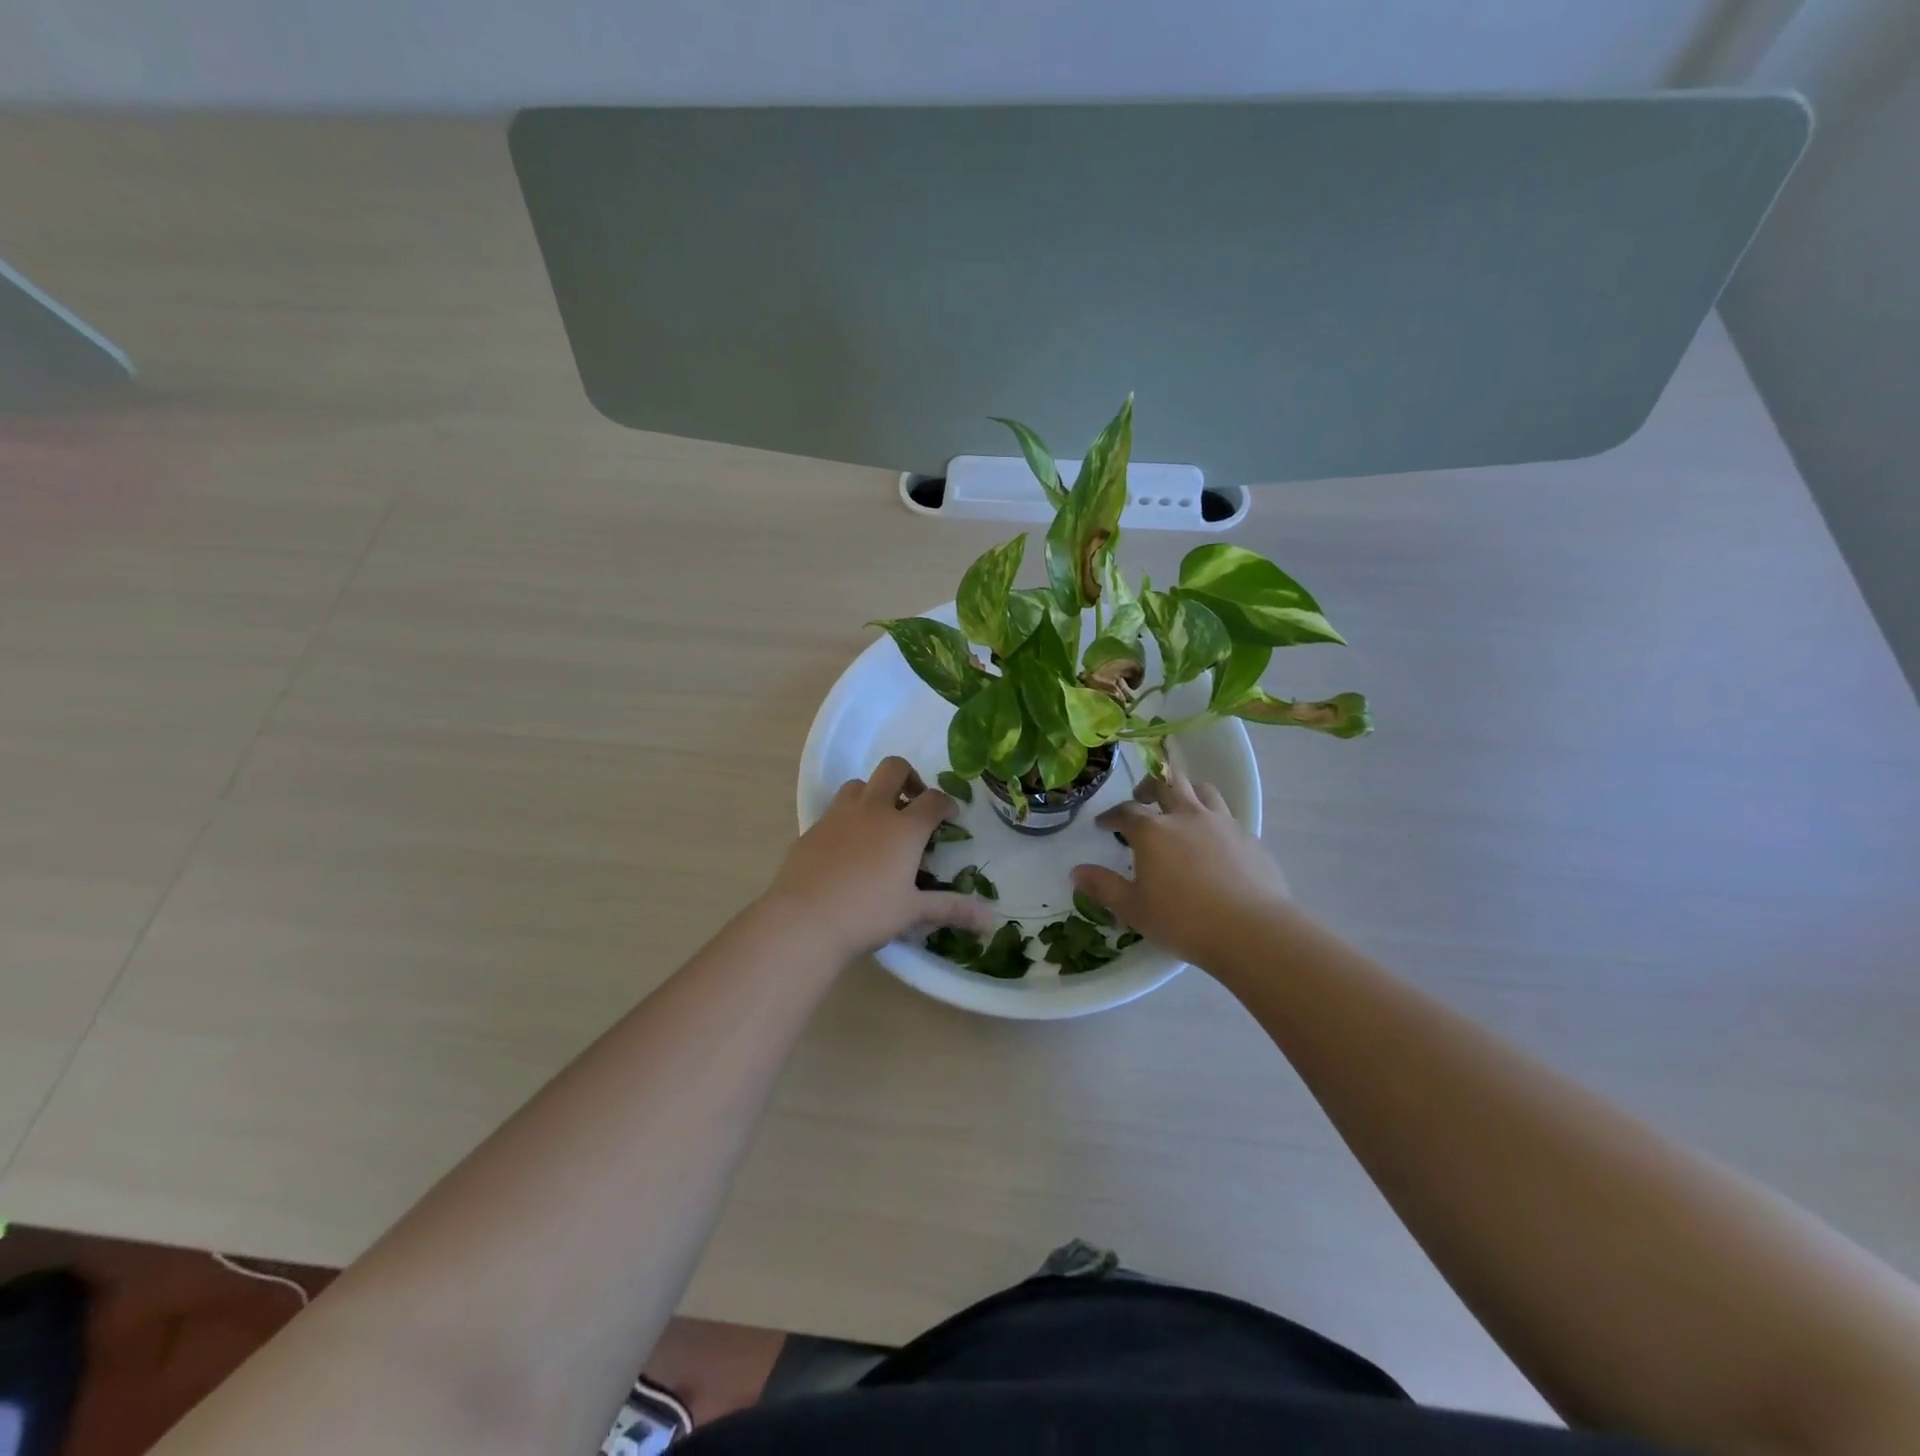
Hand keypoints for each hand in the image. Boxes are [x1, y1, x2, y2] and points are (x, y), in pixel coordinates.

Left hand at [765, 757, 995, 960]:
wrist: (804, 920)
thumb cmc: (867, 914)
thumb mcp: (913, 912)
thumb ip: (952, 909)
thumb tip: (991, 922)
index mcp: (904, 828)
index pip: (934, 800)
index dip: (946, 804)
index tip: (950, 817)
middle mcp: (874, 810)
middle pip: (894, 768)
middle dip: (910, 777)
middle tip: (914, 803)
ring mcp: (839, 815)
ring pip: (860, 784)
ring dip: (875, 793)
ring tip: (879, 821)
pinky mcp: (813, 827)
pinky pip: (836, 809)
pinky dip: (849, 816)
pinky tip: (849, 845)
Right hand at [1071, 759, 1293, 967]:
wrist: (1252, 930)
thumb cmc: (1184, 921)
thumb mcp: (1134, 909)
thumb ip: (1103, 887)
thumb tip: (1076, 871)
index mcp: (1153, 831)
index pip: (1126, 811)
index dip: (1112, 816)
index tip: (1103, 825)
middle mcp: (1186, 816)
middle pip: (1165, 783)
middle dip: (1148, 787)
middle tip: (1141, 799)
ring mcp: (1221, 823)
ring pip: (1201, 789)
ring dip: (1186, 791)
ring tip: (1180, 807)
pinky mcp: (1248, 837)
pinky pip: (1227, 815)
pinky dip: (1214, 818)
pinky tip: (1214, 840)